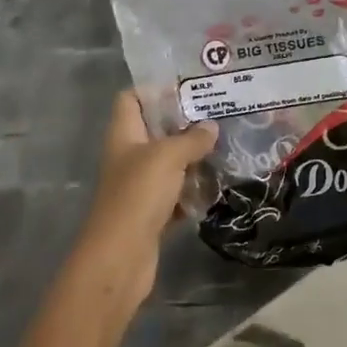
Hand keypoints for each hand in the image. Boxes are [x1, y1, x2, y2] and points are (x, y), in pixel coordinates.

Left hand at [73, 92, 217, 304]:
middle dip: (185, 124)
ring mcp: (139, 186)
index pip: (131, 99)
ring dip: (194, 158)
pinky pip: (176, 194)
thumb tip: (211, 127)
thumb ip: (192, 138)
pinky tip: (217, 186)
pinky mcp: (152, 213)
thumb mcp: (168, 157)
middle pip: (155, 130)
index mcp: (124, 135)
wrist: (121, 258)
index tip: (189, 89)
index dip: (155, 90)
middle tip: (219, 117)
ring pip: (170, 163)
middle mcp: (129, 156)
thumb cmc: (138, 195)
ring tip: (226, 148)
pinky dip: (193, 191)